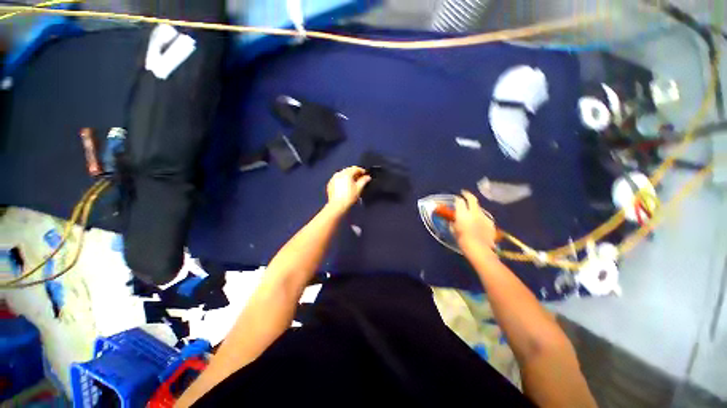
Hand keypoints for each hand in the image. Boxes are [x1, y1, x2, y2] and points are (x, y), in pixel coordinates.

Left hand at [326, 166, 370, 213]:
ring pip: (343, 174)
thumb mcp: (359, 188)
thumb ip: (364, 181)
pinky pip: (338, 179)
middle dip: (355, 173)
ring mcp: (333, 179)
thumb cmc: (347, 198)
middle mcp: (339, 174)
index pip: (355, 168)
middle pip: (348, 170)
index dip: (362, 171)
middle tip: (360, 178)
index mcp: (346, 173)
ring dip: (349, 177)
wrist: (337, 206)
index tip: (365, 174)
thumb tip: (367, 177)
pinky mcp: (330, 184)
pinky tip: (346, 187)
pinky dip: (342, 181)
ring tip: (353, 183)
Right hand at [452, 190, 496, 253]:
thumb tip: (452, 221)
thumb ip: (452, 224)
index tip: (456, 198)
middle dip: (468, 194)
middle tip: (465, 193)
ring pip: (479, 208)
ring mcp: (484, 217)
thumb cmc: (463, 241)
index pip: (459, 201)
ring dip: (475, 207)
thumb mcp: (454, 231)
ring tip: (472, 211)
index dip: (457, 199)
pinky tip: (479, 222)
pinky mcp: (490, 223)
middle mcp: (474, 212)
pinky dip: (480, 217)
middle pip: (472, 199)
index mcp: (463, 214)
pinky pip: (484, 217)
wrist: (480, 250)